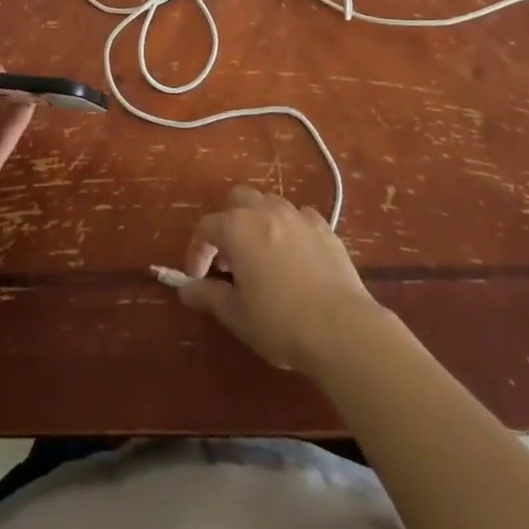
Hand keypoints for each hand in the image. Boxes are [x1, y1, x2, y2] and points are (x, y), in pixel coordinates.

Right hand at [172, 185, 381, 374]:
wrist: (343, 329)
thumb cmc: (281, 323)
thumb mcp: (237, 315)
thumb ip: (208, 296)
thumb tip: (185, 289)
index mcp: (239, 228)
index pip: (207, 227)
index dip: (197, 250)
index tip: (197, 277)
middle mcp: (266, 211)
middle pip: (238, 199)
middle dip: (228, 222)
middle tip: (229, 259)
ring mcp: (299, 216)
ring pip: (269, 203)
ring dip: (258, 222)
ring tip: (261, 256)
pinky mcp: (325, 228)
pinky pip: (299, 217)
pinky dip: (289, 229)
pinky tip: (294, 255)